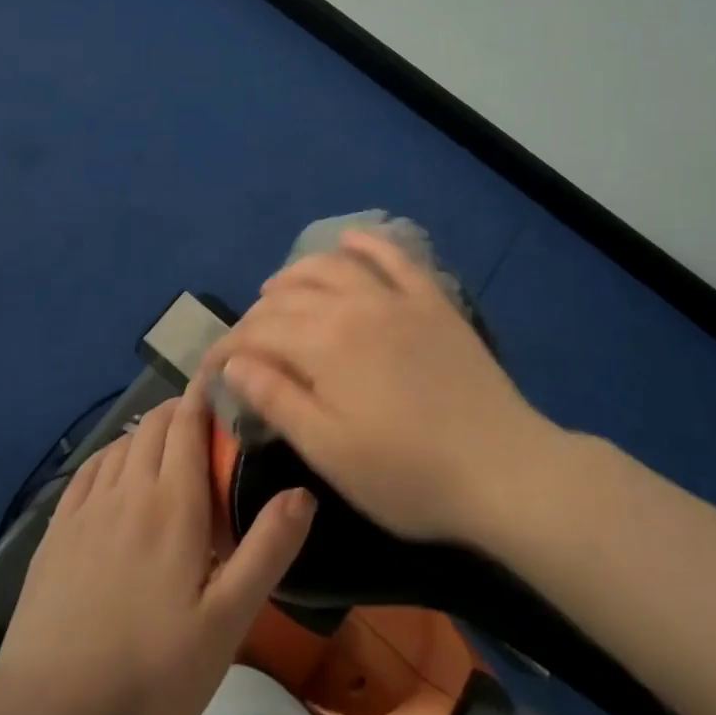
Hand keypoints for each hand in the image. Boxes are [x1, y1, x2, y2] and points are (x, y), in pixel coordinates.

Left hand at [0, 377, 314, 714]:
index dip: (204, 395)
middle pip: (155, 426)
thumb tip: (303, 491)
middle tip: (207, 422)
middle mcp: (128, 491)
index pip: (189, 425)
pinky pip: (88, 471)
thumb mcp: (227, 622)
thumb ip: (266, 551)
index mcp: (173, 505)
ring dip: (148, 432)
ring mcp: (87, 510)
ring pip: (121, 445)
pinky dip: (110, 455)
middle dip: (182, 410)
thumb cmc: (152, 674)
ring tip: (166, 444)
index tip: (222, 379)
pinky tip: (115, 471)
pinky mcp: (56, 533)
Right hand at [198, 229, 557, 542]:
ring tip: (276, 289)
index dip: (228, 348)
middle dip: (256, 315)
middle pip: (289, 296)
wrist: (502, 470)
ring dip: (297, 273)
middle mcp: (354, 307)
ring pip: (333, 267)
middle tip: (244, 341)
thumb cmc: (408, 475)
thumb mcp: (330, 451)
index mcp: (324, 344)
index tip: (212, 370)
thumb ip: (277, 400)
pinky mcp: (432, 302)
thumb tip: (233, 364)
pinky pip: (395, 258)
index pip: (258, 332)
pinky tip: (350, 239)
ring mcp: (397, 299)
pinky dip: (368, 244)